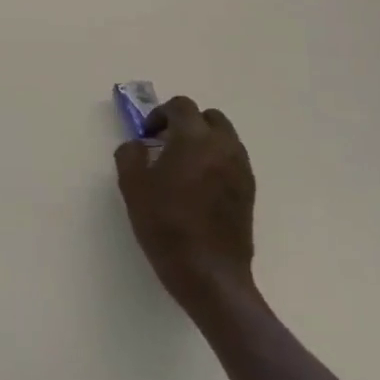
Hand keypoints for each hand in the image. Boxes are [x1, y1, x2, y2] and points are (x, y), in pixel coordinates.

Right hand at [114, 95, 257, 316]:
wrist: (209, 273)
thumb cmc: (165, 224)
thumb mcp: (132, 186)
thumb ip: (130, 154)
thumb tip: (139, 145)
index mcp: (195, 139)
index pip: (181, 106)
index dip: (160, 114)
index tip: (147, 136)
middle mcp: (224, 147)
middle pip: (210, 117)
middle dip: (187, 123)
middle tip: (166, 144)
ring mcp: (241, 170)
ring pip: (225, 138)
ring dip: (203, 141)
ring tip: (182, 166)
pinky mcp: (249, 192)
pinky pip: (232, 161)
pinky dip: (216, 161)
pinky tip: (198, 187)